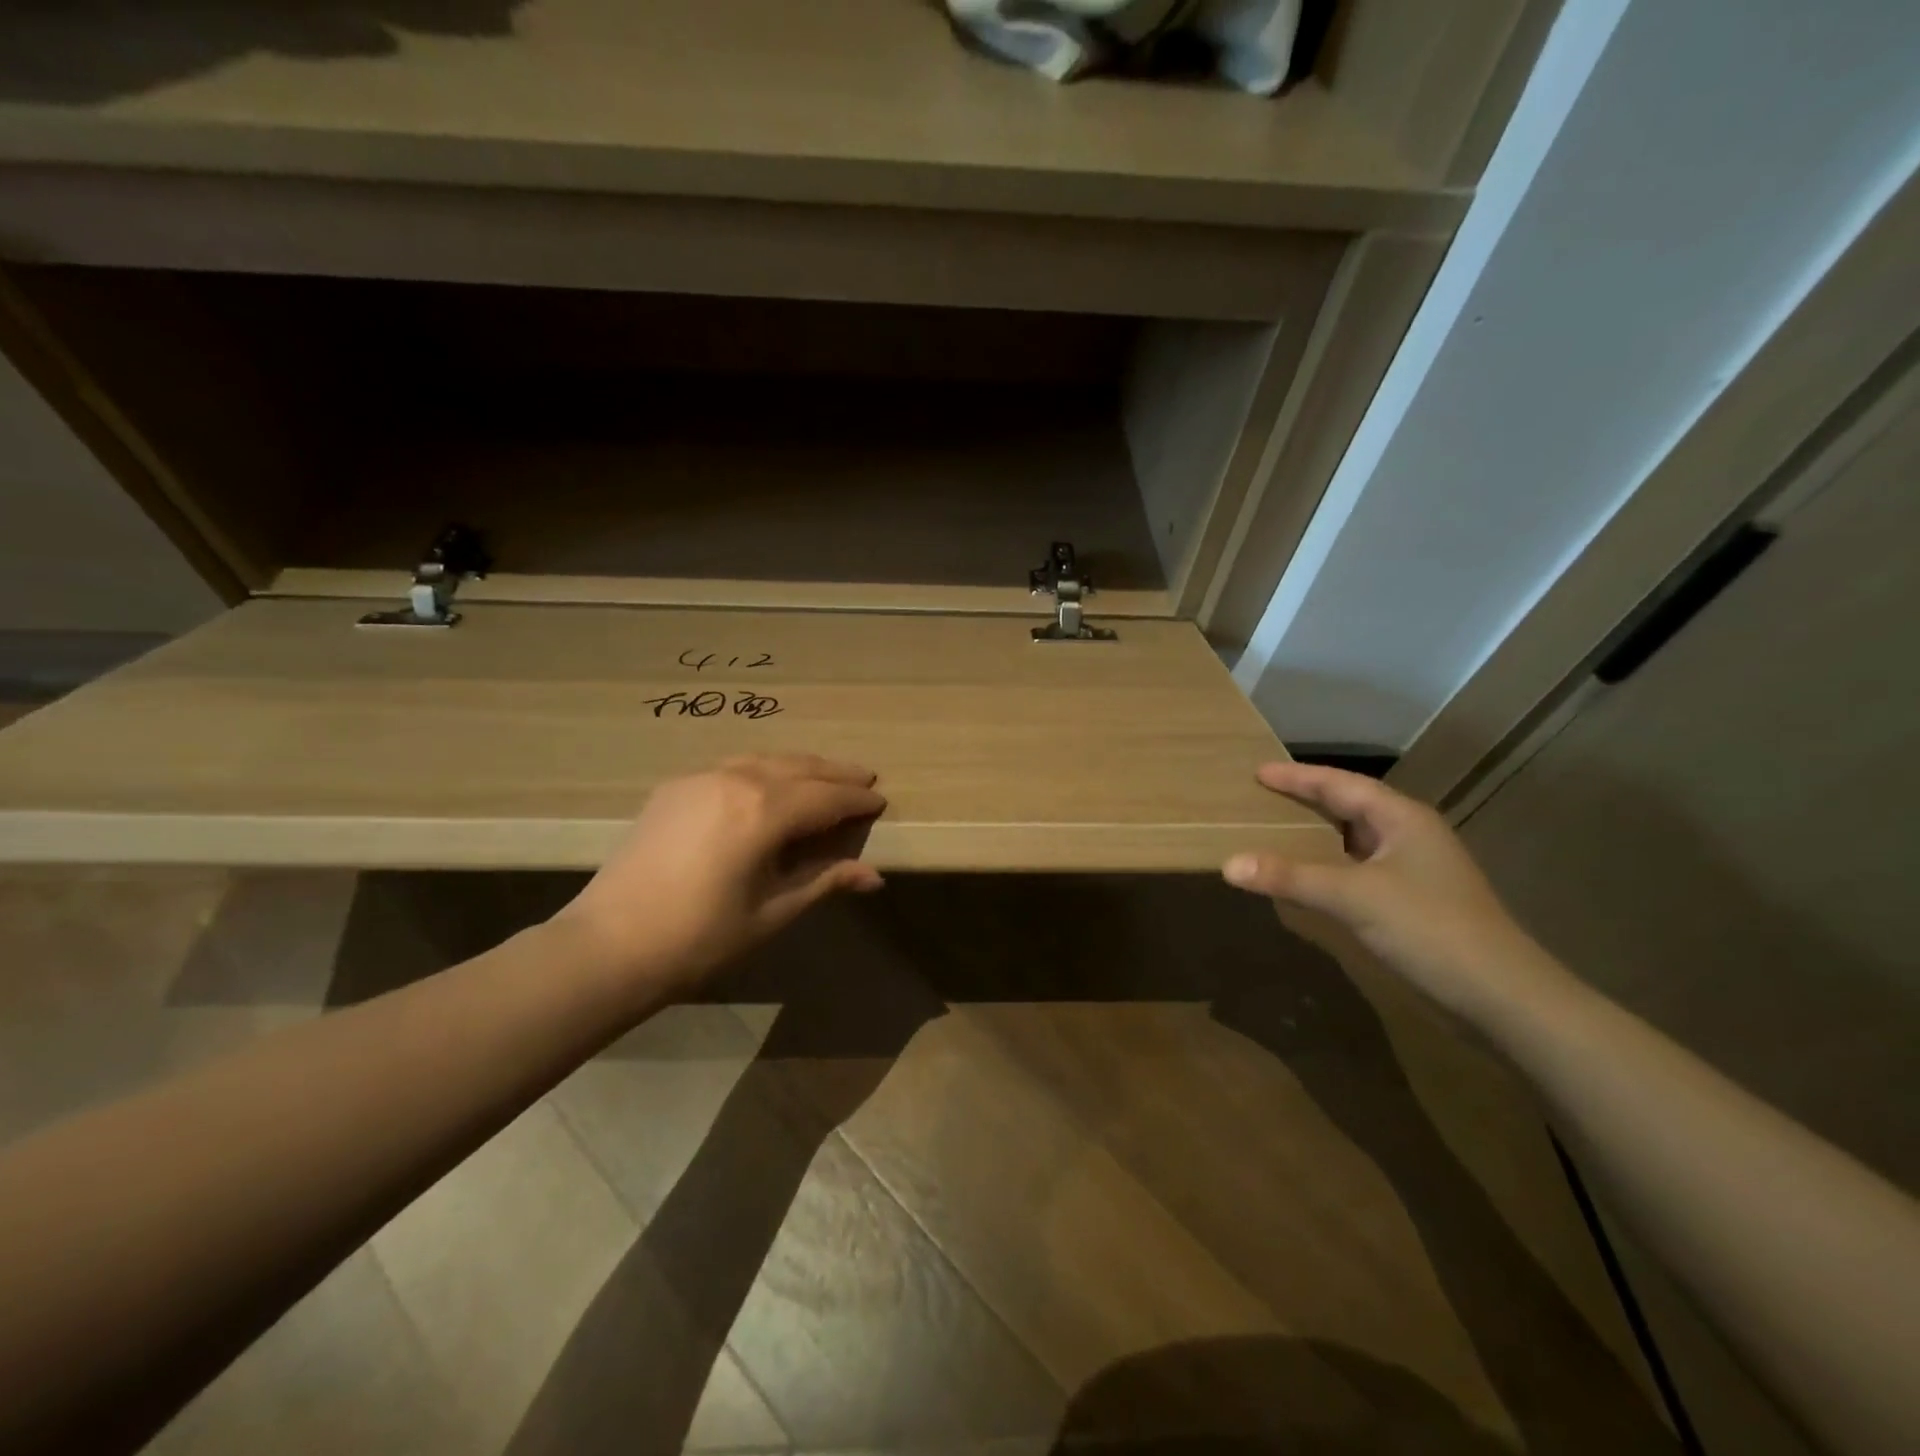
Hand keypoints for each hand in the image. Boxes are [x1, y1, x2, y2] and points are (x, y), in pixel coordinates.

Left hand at [553, 754, 885, 996]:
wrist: (609, 945)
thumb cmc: (701, 938)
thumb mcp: (773, 912)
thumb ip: (824, 880)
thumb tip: (874, 876)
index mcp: (764, 811)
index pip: (826, 797)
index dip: (856, 801)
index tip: (880, 802)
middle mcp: (736, 780)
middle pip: (800, 768)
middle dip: (836, 774)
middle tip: (865, 779)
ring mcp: (700, 778)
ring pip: (766, 760)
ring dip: (801, 766)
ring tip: (825, 777)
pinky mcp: (674, 787)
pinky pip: (734, 767)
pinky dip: (764, 769)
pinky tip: (771, 783)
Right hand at [1223, 763, 1570, 1024]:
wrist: (1502, 996)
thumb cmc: (1429, 928)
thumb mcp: (1353, 897)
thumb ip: (1290, 877)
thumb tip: (1228, 864)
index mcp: (1402, 819)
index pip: (1341, 785)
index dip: (1298, 778)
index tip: (1258, 772)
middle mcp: (1411, 835)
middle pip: (1351, 806)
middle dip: (1307, 799)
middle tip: (1263, 796)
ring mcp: (1417, 870)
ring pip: (1357, 839)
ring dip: (1318, 833)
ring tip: (1278, 829)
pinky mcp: (1415, 901)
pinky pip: (1360, 868)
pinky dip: (1330, 865)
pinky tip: (1310, 877)